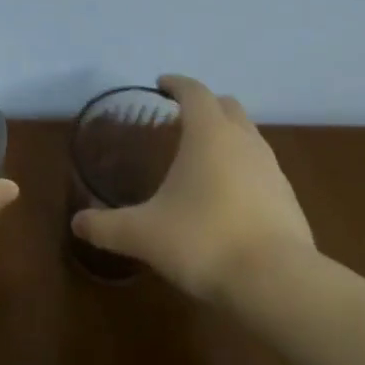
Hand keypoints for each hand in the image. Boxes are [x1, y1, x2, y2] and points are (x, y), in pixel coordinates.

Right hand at [71, 74, 314, 302]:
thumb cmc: (203, 241)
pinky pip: (261, 168)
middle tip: (180, 121)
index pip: (195, 92)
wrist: (275, 281)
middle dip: (205, 106)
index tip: (161, 84)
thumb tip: (77, 223)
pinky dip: (242, 168)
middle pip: (227, 107)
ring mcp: (272, 168)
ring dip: (226, 137)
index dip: (177, 84)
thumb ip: (107, 227)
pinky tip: (226, 197)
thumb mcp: (143, 235)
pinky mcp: (287, 197)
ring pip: (248, 136)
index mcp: (209, 134)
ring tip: (201, 159)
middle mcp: (245, 141)